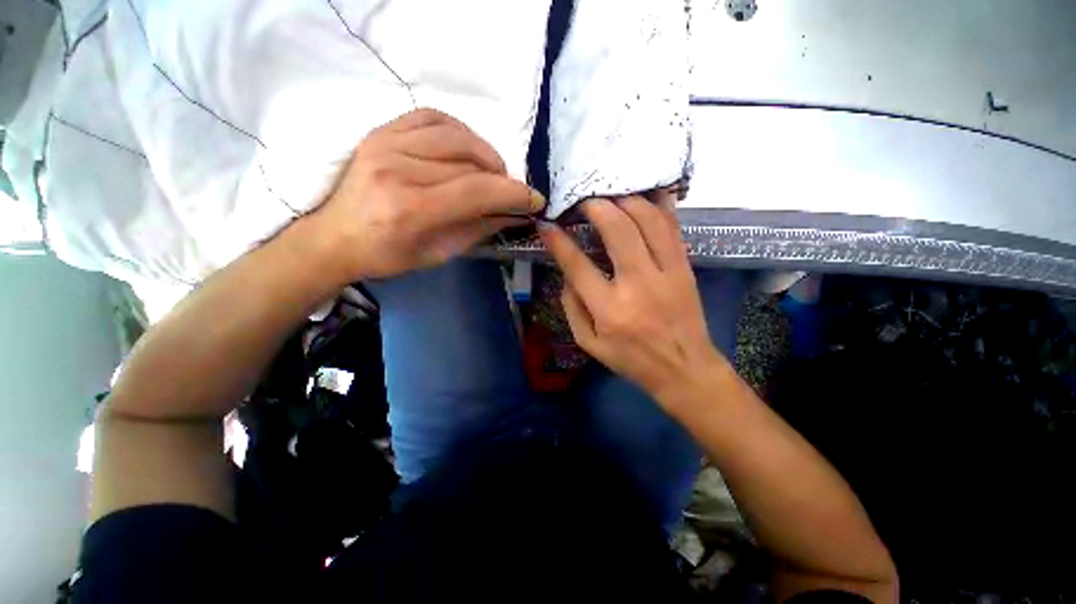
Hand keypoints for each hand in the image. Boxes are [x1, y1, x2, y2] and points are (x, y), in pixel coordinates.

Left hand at [312, 108, 544, 279]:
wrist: (334, 237)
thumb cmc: (388, 255)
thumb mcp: (440, 253)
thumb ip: (479, 229)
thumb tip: (514, 213)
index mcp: (411, 209)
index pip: (476, 190)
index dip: (514, 194)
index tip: (535, 200)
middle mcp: (397, 169)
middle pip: (470, 163)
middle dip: (503, 178)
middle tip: (511, 192)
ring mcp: (385, 144)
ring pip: (456, 136)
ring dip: (485, 153)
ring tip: (491, 172)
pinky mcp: (380, 131)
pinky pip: (431, 116)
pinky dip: (459, 131)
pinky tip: (466, 148)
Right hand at [540, 196, 723, 403]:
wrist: (684, 369)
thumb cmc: (631, 359)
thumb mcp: (589, 343)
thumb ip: (571, 307)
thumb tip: (567, 274)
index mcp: (609, 310)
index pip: (577, 265)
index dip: (558, 241)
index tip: (546, 224)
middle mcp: (638, 286)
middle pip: (617, 230)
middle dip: (596, 206)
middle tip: (583, 199)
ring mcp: (666, 273)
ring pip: (648, 220)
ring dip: (626, 201)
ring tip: (610, 196)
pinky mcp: (685, 268)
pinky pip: (672, 227)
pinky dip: (657, 206)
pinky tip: (644, 196)